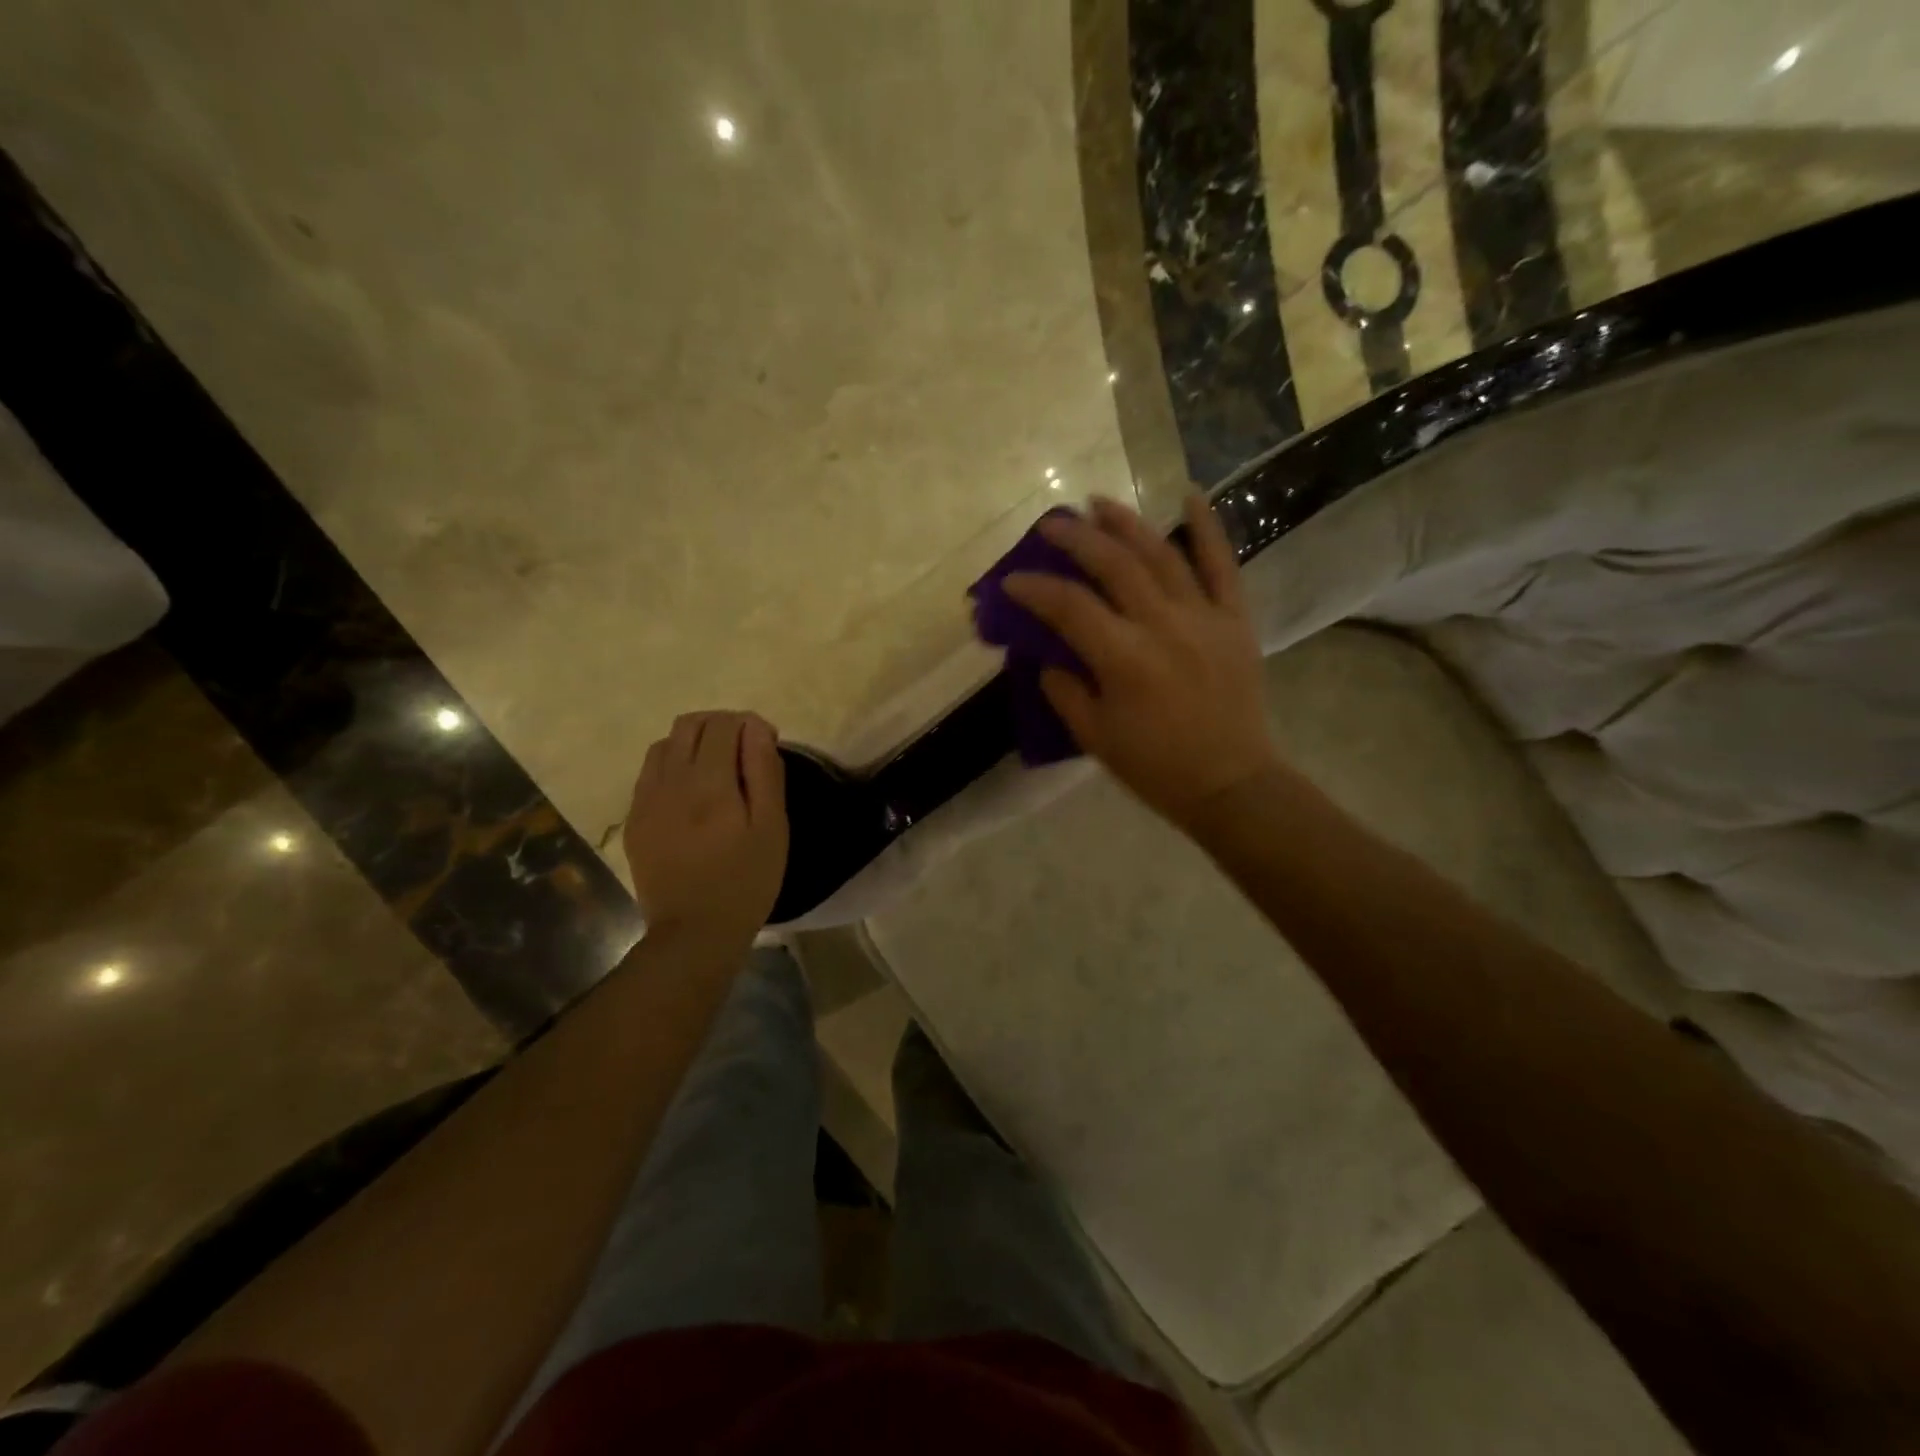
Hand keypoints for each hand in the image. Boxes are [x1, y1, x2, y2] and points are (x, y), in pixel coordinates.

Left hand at [623, 711, 787, 943]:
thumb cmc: (746, 881)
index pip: (724, 724)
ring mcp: (645, 800)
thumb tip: (757, 728)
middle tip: (744, 751)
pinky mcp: (634, 819)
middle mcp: (670, 781)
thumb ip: (764, 772)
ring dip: (693, 742)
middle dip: (721, 725)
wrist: (693, 933)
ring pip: (665, 744)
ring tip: (716, 768)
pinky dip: (672, 766)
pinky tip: (691, 793)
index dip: (750, 724)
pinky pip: (650, 773)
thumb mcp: (771, 827)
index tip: (767, 745)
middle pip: (690, 724)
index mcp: (709, 782)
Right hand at [1003, 494, 1279, 832]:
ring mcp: (1203, 617)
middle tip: (1051, 524)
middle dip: (1076, 538)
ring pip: (1161, 554)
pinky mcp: (1234, 619)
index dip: (1035, 589)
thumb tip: (1045, 655)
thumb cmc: (1155, 766)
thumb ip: (1064, 689)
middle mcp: (1162, 625)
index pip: (1069, 607)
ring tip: (1098, 502)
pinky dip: (1208, 527)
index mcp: (1123, 659)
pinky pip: (1222, 564)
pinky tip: (1189, 495)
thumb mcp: (1094, 737)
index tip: (1011, 580)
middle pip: (1113, 565)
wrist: (1230, 783)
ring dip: (1126, 523)